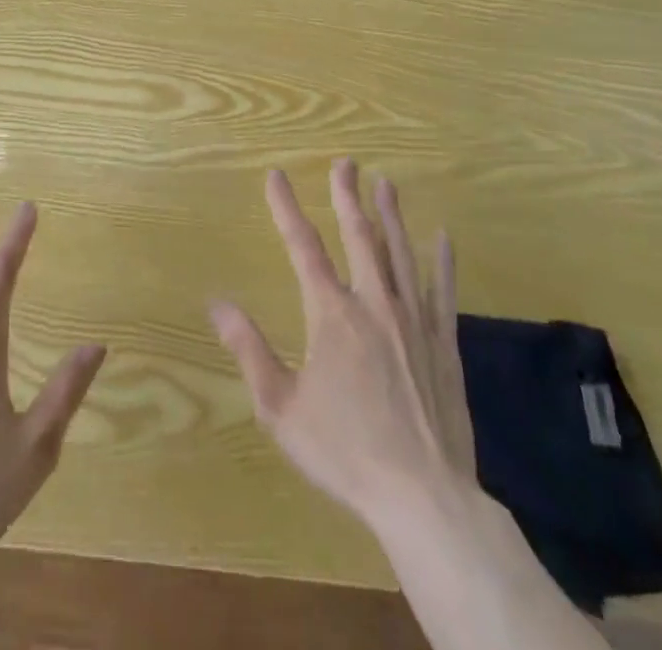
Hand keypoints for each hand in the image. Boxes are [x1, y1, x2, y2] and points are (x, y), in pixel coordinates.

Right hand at [210, 158, 475, 528]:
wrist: (424, 498)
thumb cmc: (345, 451)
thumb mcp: (281, 407)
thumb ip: (249, 349)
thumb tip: (217, 303)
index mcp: (332, 314)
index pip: (303, 246)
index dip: (286, 208)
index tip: (276, 175)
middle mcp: (374, 304)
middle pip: (359, 236)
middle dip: (348, 196)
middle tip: (345, 163)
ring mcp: (414, 322)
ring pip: (401, 254)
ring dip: (391, 215)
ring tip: (386, 183)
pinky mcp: (444, 345)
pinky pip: (443, 291)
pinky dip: (442, 261)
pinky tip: (443, 237)